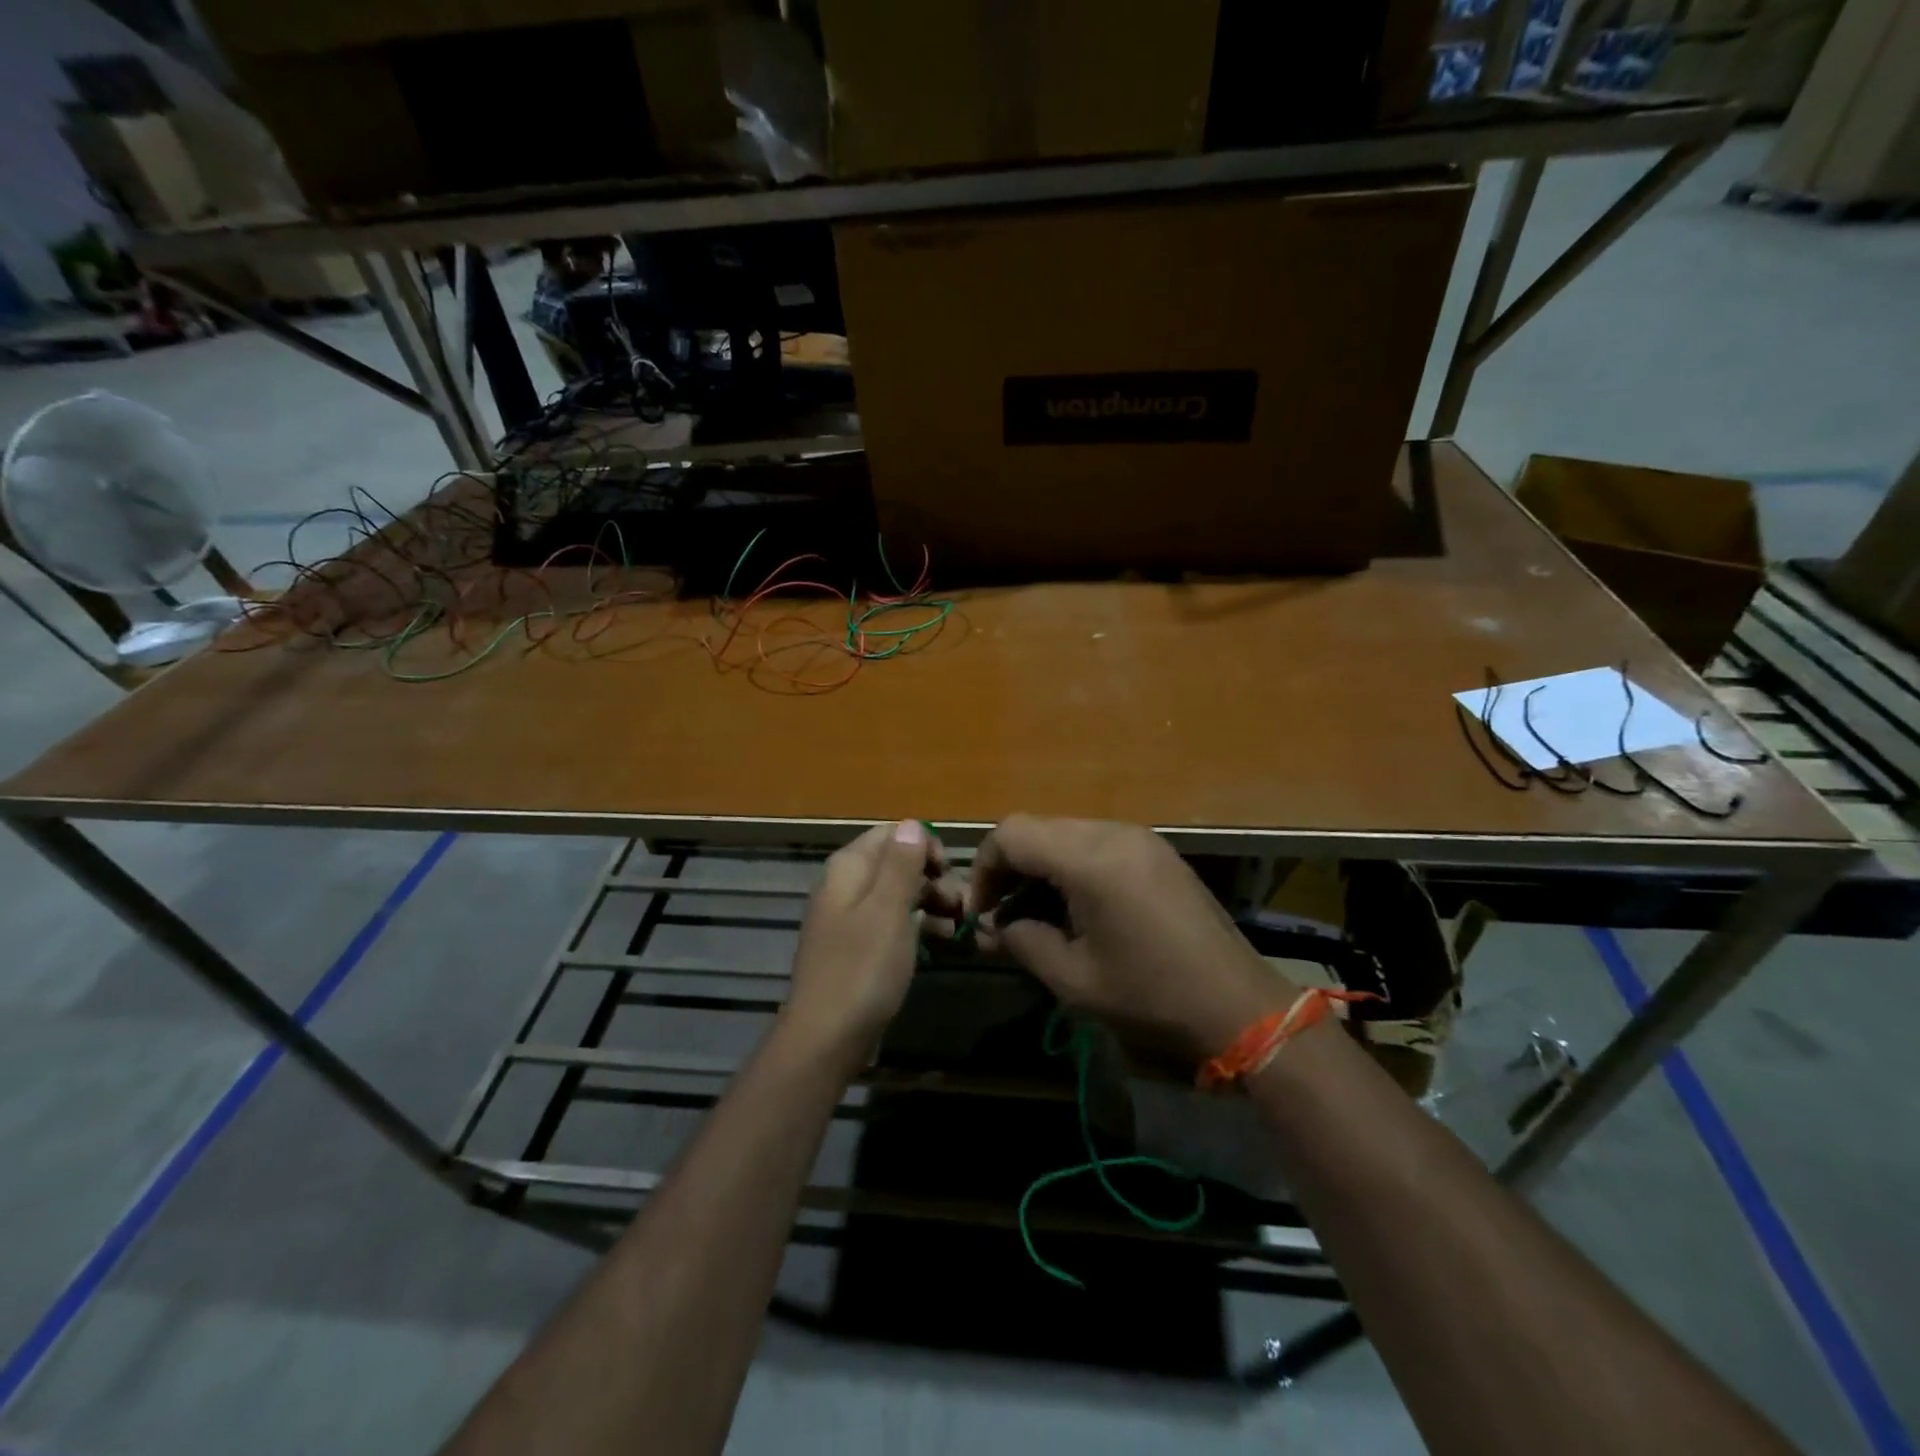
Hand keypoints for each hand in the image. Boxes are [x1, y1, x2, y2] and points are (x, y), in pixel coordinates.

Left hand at [781, 820, 955, 1069]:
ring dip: (930, 903)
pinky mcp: (856, 948)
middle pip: (895, 864)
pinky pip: (891, 924)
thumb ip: (901, 864)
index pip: (892, 834)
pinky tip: (940, 941)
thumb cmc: (861, 969)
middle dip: (932, 878)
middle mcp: (845, 886)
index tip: (951, 872)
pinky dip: (916, 927)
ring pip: (896, 896)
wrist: (826, 1039)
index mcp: (848, 868)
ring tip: (959, 925)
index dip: (925, 846)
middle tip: (963, 905)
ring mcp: (848, 918)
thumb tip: (912, 824)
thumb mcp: (888, 910)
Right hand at [969, 816, 1295, 1060]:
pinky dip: (1071, 866)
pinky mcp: (1156, 852)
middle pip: (1037, 828)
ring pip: (1065, 833)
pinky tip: (1076, 908)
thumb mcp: (1074, 979)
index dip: (983, 869)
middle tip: (1002, 916)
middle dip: (1009, 868)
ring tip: (1037, 915)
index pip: (1011, 834)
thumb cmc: (1150, 996)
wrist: (1238, 1005)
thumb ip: (1024, 941)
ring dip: (1040, 866)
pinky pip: (1096, 843)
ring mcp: (1139, 838)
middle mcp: (1113, 833)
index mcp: (1090, 859)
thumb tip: (996, 927)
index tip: (981, 913)